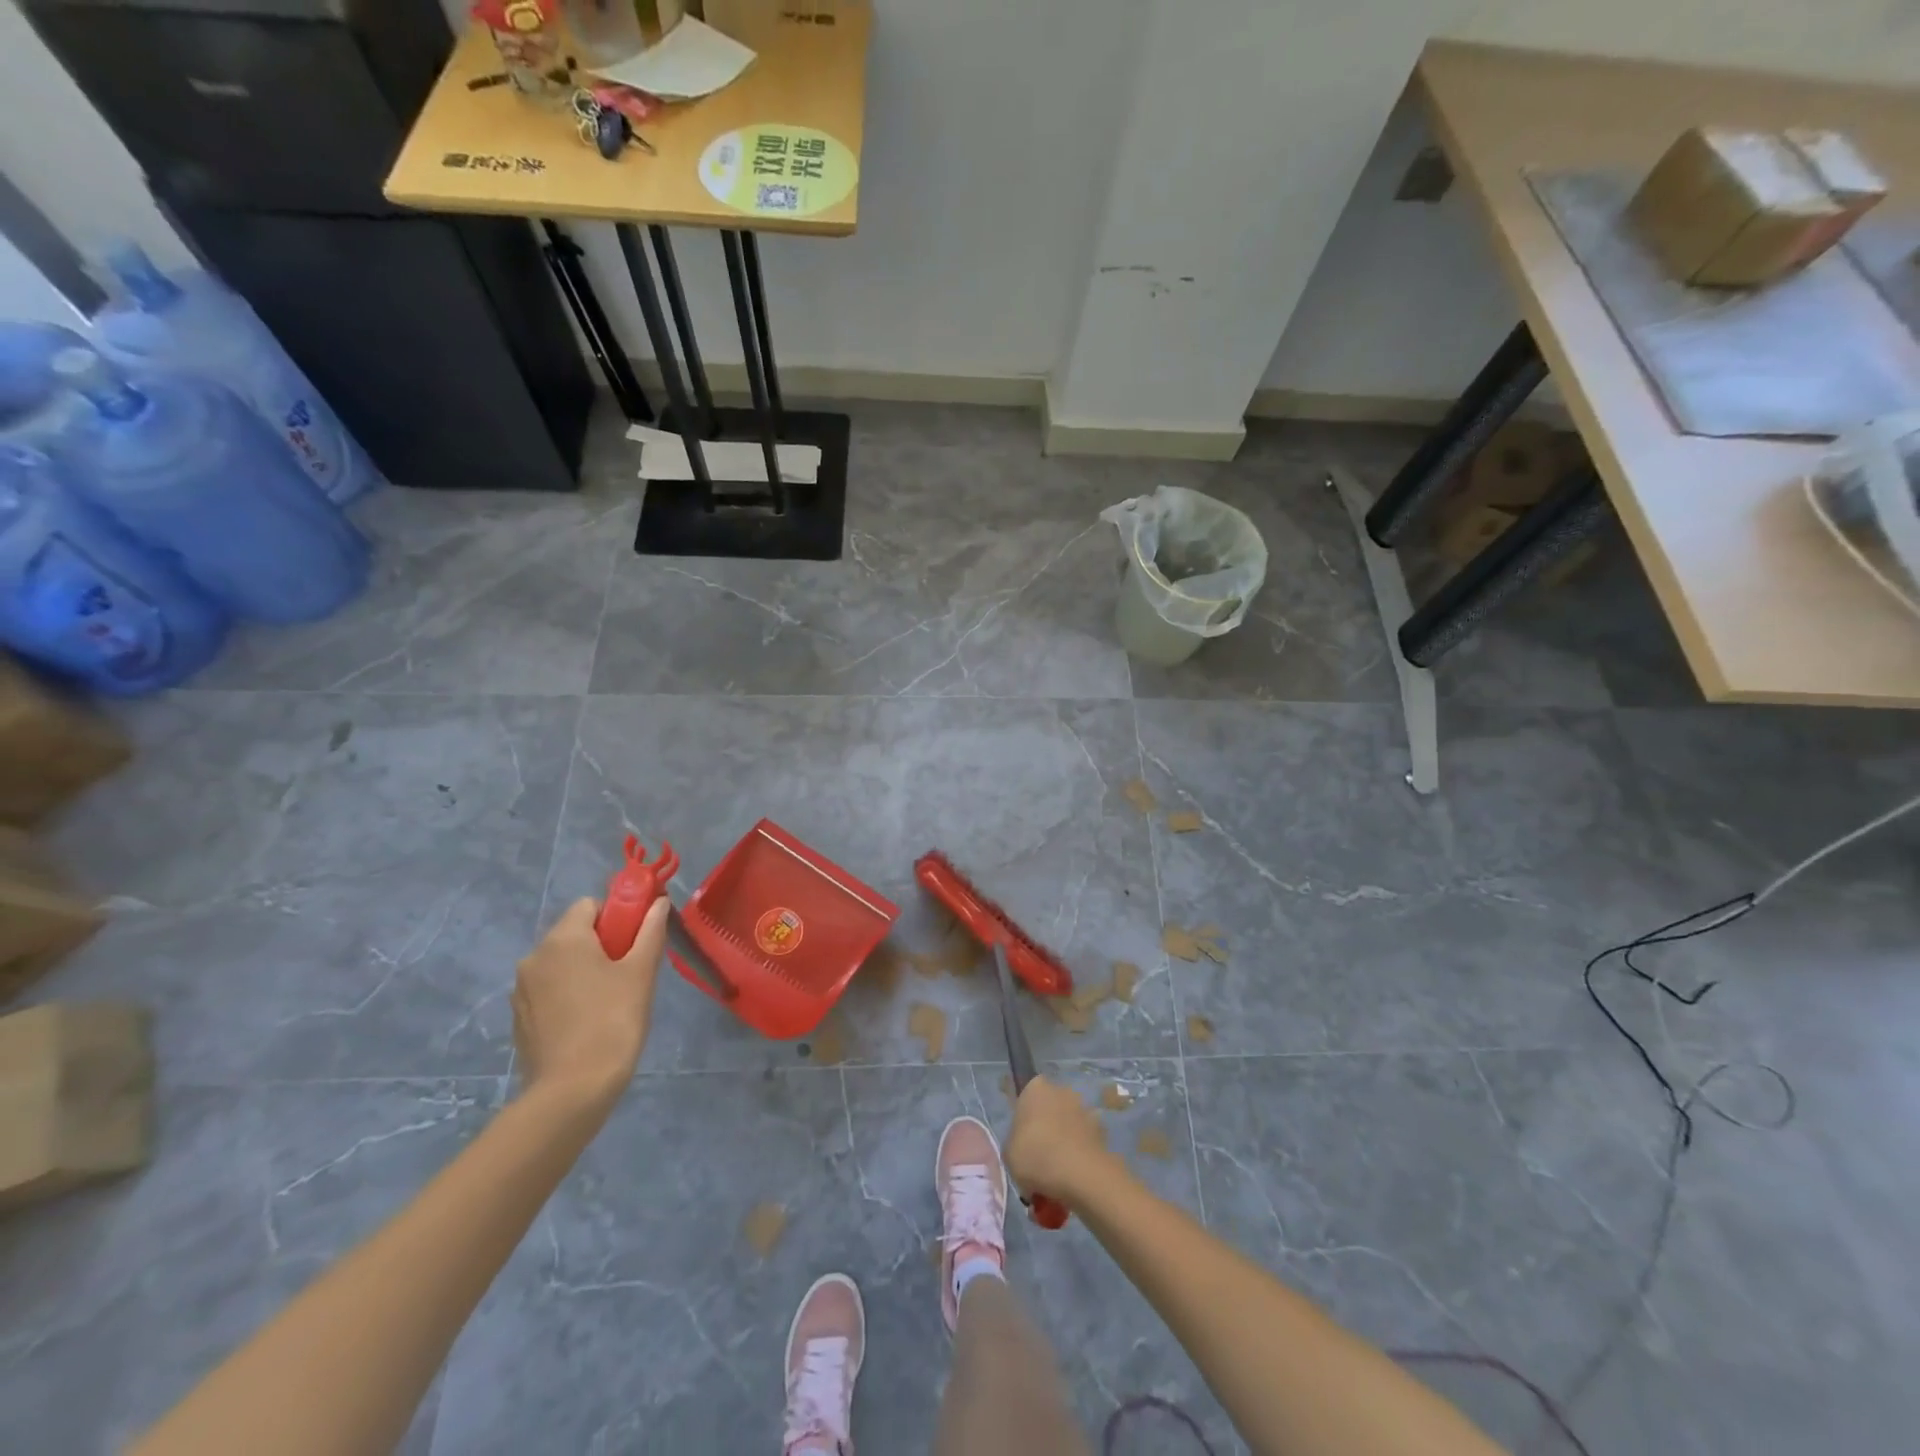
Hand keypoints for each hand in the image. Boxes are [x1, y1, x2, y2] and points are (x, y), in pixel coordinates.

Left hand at [512, 896, 668, 1109]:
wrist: (572, 1090)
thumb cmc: (613, 1021)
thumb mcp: (642, 972)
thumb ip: (651, 931)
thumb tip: (658, 903)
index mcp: (562, 939)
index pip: (590, 904)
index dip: (618, 915)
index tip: (637, 941)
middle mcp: (534, 957)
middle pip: (574, 933)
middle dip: (603, 943)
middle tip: (630, 972)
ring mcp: (522, 990)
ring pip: (561, 963)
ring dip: (585, 970)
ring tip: (611, 1000)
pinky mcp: (519, 1019)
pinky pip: (549, 990)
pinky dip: (569, 995)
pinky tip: (588, 1021)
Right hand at [1007, 1076, 1117, 1206]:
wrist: (1082, 1175)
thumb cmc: (1036, 1157)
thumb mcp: (1008, 1154)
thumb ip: (1014, 1142)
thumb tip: (1024, 1146)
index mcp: (1035, 1088)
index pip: (1026, 1094)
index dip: (1023, 1116)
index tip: (1022, 1138)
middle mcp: (1062, 1090)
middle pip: (1049, 1108)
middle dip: (1045, 1128)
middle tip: (1038, 1157)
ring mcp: (1084, 1108)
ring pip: (1068, 1124)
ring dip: (1064, 1141)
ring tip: (1057, 1174)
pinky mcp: (1102, 1130)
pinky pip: (1084, 1141)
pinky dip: (1080, 1154)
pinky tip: (1074, 1177)